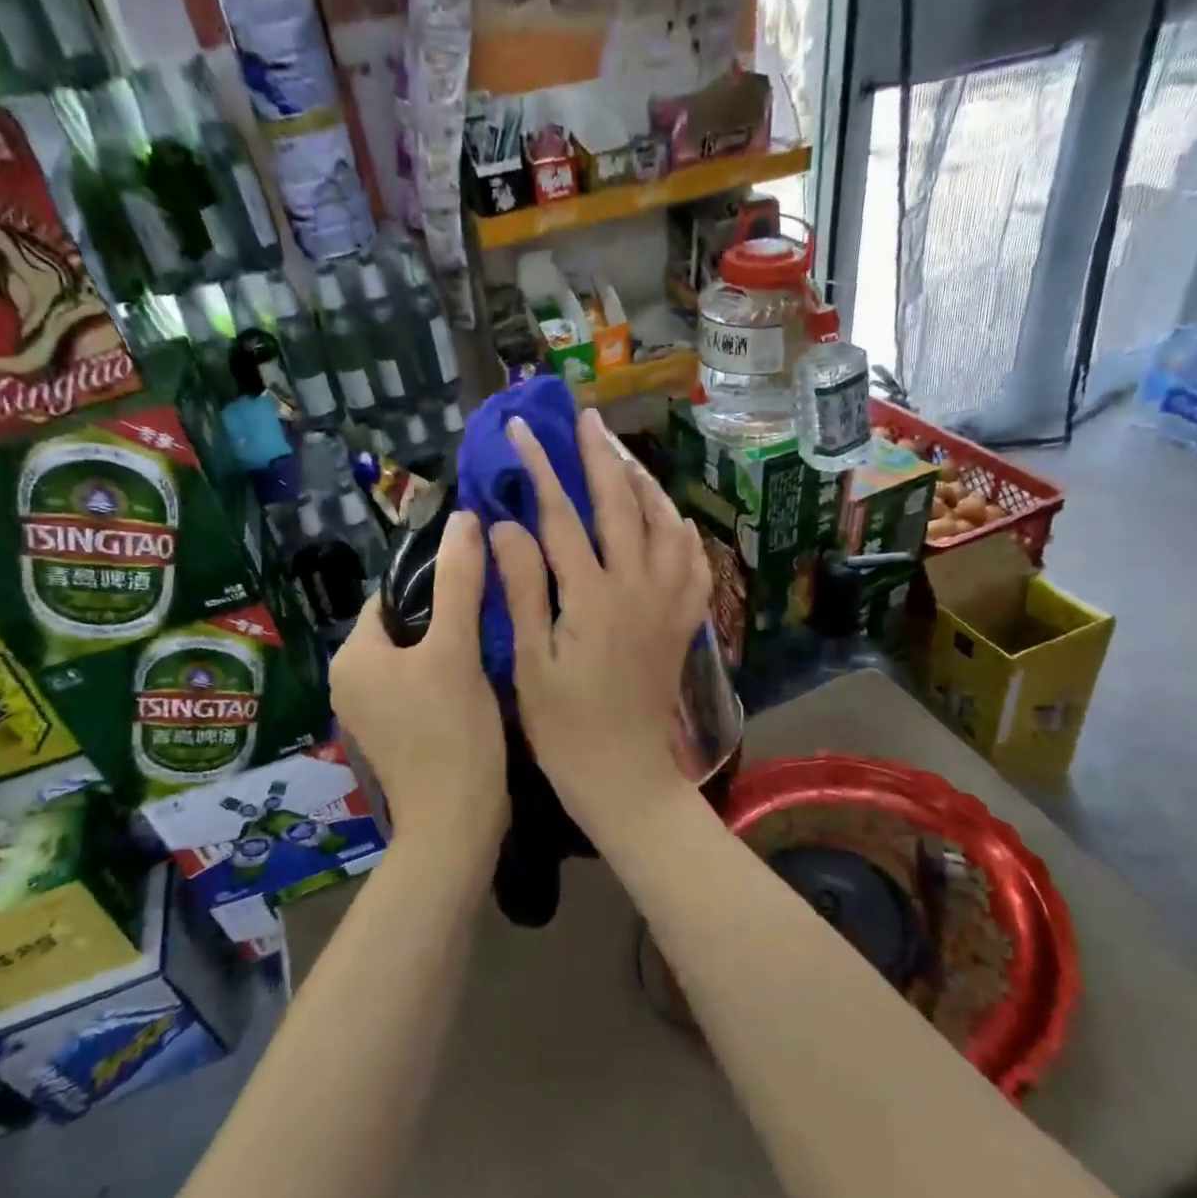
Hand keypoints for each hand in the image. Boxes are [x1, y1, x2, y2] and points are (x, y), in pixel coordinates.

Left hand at [330, 510, 507, 861]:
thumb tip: (463, 519)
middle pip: (404, 625)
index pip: (392, 596)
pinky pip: (418, 684)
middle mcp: (349, 680)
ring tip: (492, 637)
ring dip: (449, 644)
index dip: (433, 583)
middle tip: (493, 608)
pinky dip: (445, 674)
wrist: (455, 826)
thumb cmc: (451, 732)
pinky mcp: (393, 733)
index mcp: (352, 656)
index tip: (478, 580)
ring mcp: (369, 711)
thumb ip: (459, 582)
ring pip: (414, 656)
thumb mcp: (456, 649)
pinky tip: (481, 675)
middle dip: (445, 615)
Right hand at [489, 408, 711, 842]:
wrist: (626, 778)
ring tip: (623, 454)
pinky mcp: (683, 621)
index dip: (539, 469)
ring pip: (663, 524)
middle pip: (621, 505)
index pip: (561, 516)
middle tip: (586, 419)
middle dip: (600, 457)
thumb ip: (521, 588)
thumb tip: (504, 524)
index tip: (522, 430)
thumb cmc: (564, 728)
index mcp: (591, 597)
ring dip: (643, 482)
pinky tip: (669, 517)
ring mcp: (667, 602)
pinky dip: (679, 529)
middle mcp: (637, 587)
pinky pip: (692, 561)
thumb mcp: (529, 662)